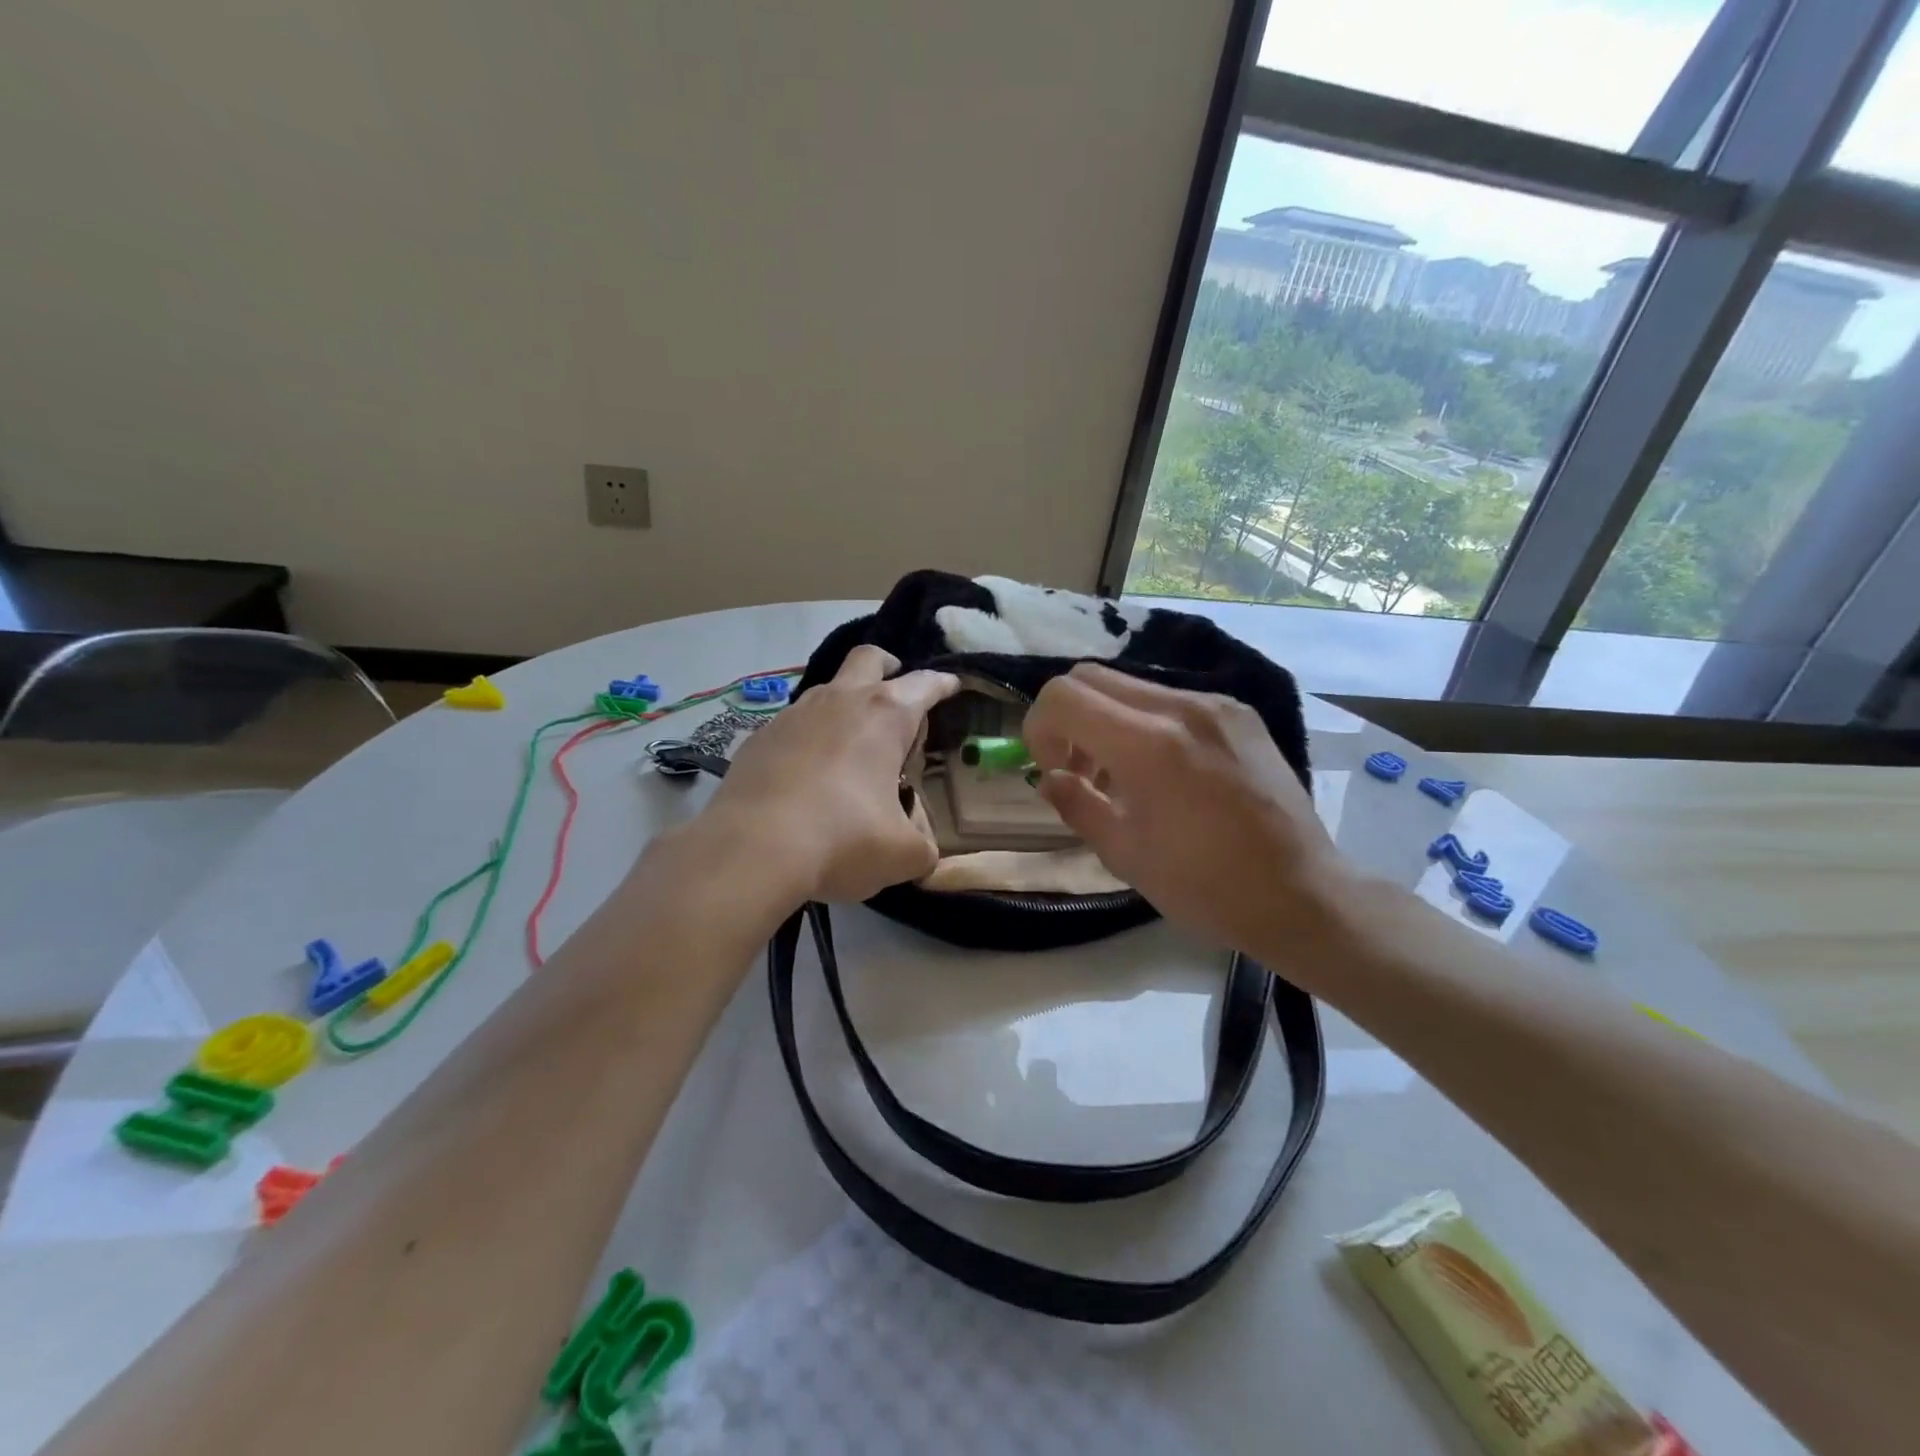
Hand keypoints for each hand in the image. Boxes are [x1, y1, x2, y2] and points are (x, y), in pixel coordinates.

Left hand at [699, 646, 958, 903]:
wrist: (751, 849)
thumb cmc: (842, 839)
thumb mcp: (902, 854)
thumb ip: (922, 846)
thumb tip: (920, 848)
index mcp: (885, 716)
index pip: (925, 685)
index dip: (943, 685)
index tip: (951, 686)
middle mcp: (840, 701)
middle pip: (869, 659)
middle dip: (888, 667)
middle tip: (896, 694)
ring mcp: (794, 714)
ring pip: (827, 690)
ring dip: (846, 706)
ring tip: (852, 748)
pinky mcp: (759, 737)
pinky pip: (794, 725)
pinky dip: (810, 738)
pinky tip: (808, 774)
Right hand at [1022, 663, 1351, 964]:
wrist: (1301, 895)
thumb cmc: (1205, 887)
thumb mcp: (1123, 854)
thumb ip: (1075, 804)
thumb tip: (1051, 777)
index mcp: (1149, 744)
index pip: (1063, 696)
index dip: (1038, 728)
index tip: (1052, 769)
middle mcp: (1182, 707)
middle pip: (1091, 677)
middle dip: (1067, 718)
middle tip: (1077, 768)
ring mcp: (1216, 704)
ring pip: (1131, 685)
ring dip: (1106, 719)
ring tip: (1120, 774)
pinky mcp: (1240, 713)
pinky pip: (1171, 699)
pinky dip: (1145, 722)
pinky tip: (1163, 770)